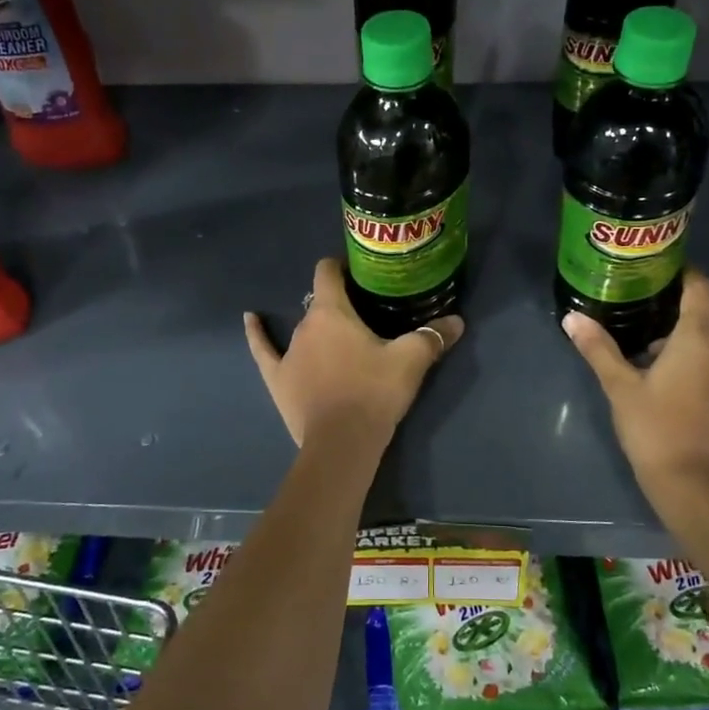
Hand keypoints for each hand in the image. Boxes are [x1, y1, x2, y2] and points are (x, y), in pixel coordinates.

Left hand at [245, 258, 463, 450]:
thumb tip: (458, 321)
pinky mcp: (277, 378)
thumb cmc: (374, 392)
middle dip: (341, 304)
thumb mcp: (410, 361)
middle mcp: (305, 325)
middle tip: (367, 313)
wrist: (342, 443)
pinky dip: (257, 332)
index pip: (328, 272)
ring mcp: (287, 352)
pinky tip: (250, 318)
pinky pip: (263, 348)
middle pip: (321, 303)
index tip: (359, 270)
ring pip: (304, 329)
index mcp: (331, 312)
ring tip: (340, 334)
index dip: (341, 265)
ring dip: (319, 328)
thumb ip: (432, 337)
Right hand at [562, 269, 708, 498]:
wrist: (696, 485)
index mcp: (699, 337)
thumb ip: (598, 349)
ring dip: (695, 332)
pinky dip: (704, 355)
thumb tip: (572, 318)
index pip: (702, 287)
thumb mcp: (620, 387)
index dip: (684, 273)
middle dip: (687, 301)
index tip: (656, 272)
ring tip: (655, 341)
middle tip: (649, 304)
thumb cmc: (656, 428)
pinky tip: (673, 375)